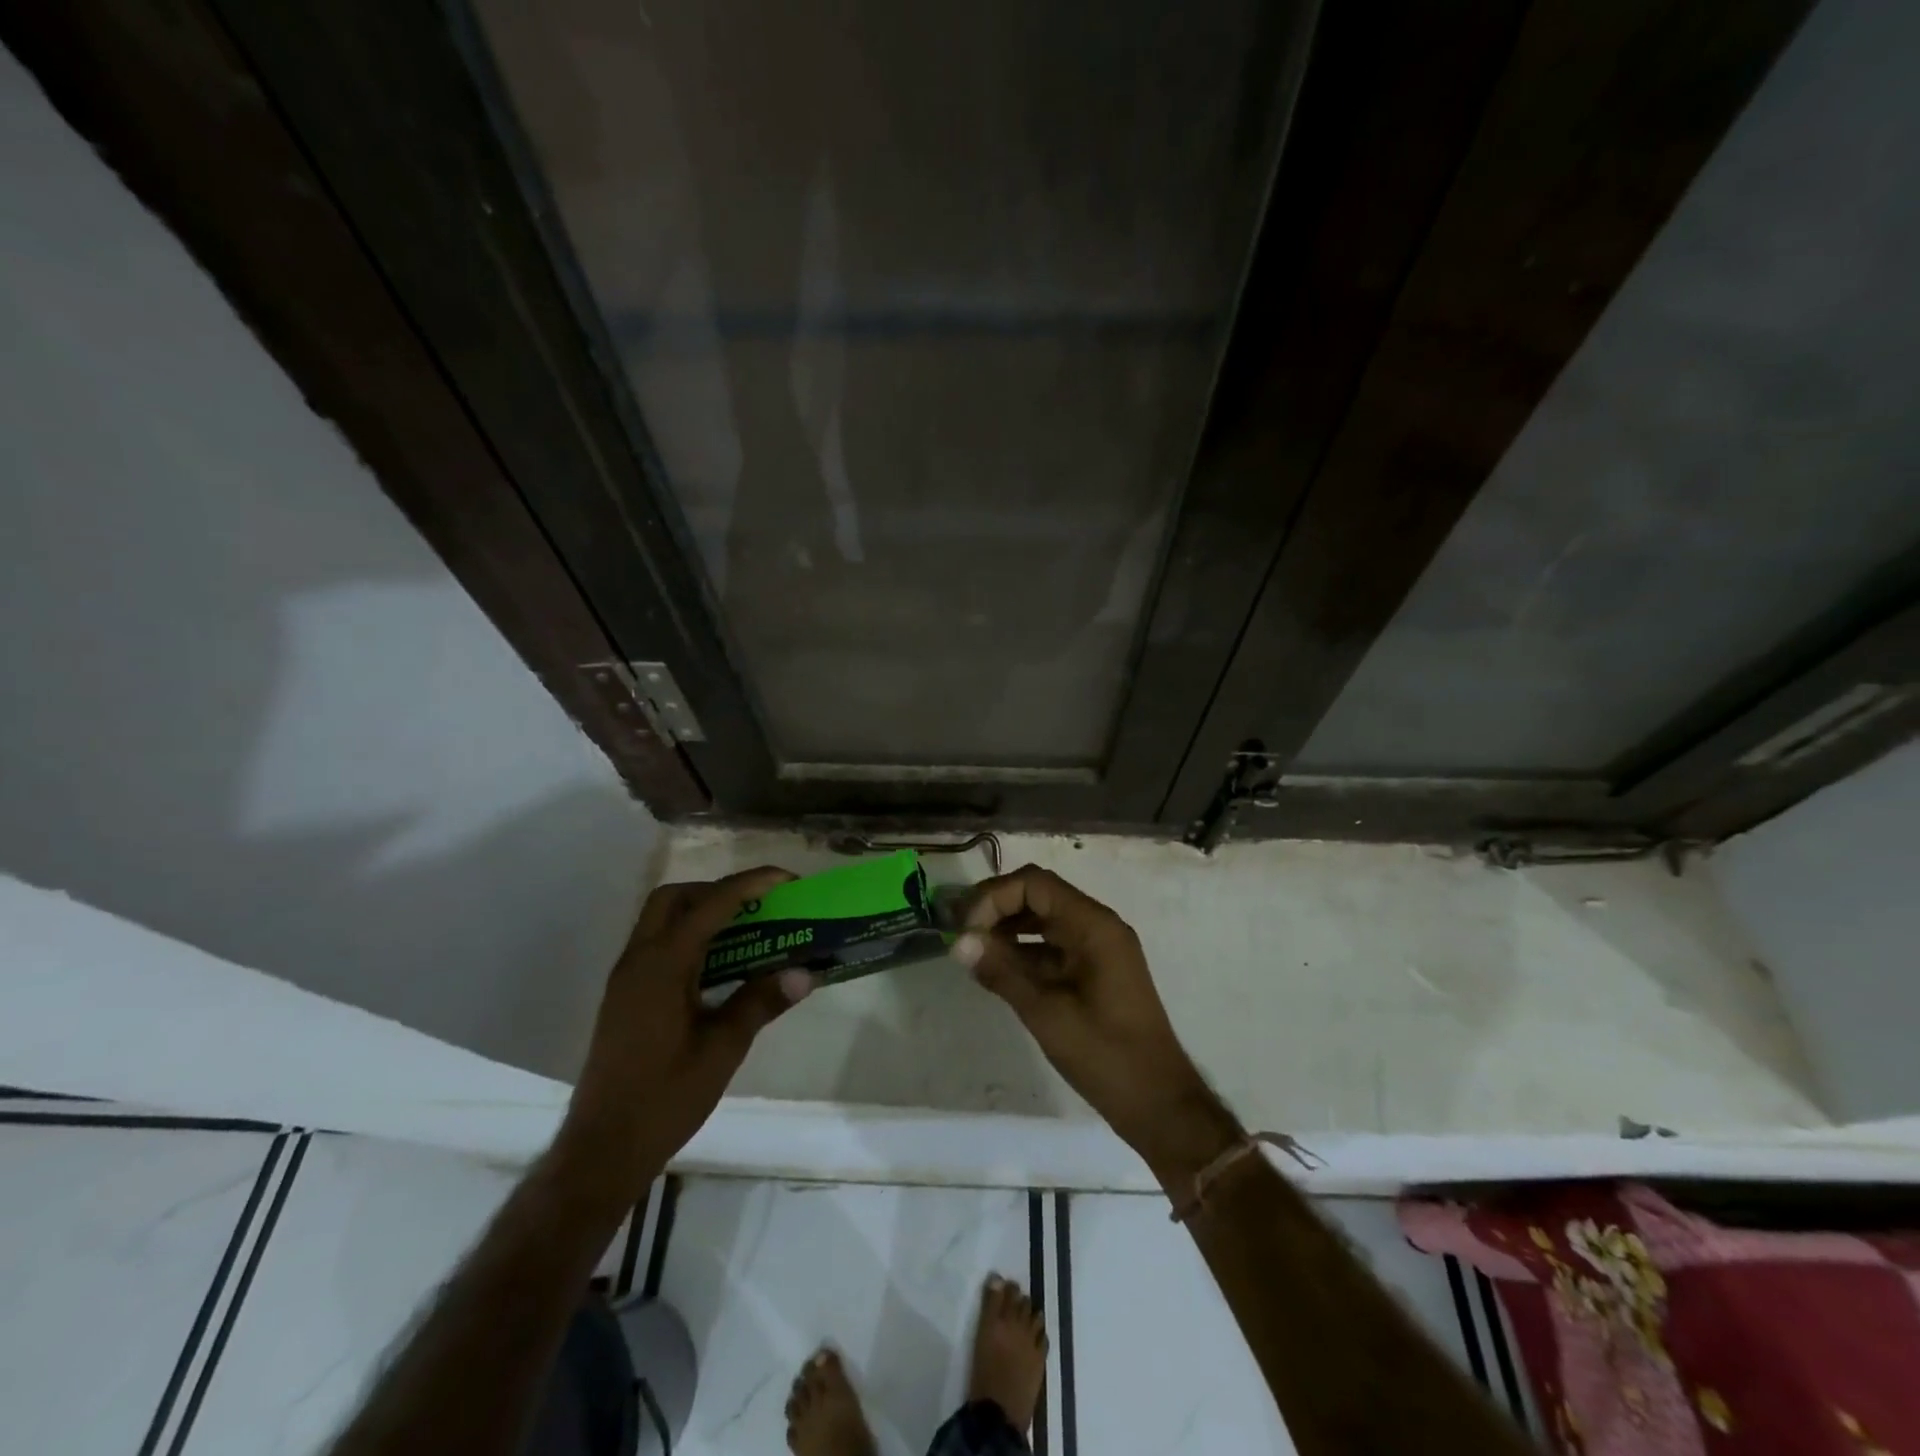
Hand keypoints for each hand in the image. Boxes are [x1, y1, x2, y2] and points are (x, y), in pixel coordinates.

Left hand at [558, 868, 812, 1204]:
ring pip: (661, 920)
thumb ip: (761, 1002)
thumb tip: (804, 973)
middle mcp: (638, 960)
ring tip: (746, 930)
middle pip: (675, 898)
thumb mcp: (722, 1049)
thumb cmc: (664, 1098)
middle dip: (718, 890)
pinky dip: (689, 938)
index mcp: (662, 965)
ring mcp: (626, 979)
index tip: (786, 880)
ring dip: (702, 912)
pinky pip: (658, 946)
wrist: (602, 1150)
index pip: (710, 904)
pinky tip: (718, 966)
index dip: (750, 884)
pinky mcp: (625, 998)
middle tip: (758, 905)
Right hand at [952, 866, 1240, 1184]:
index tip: (966, 929)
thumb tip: (958, 942)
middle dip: (997, 908)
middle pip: (1039, 895)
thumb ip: (1002, 971)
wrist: (1158, 1102)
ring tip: (971, 952)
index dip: (994, 897)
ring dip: (1007, 929)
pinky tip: (996, 970)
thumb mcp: (1046, 1013)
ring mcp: (1098, 948)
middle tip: (960, 934)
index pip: (1035, 884)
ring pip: (1044, 920)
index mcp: (1094, 925)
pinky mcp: (1095, 970)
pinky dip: (1024, 951)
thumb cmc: (1105, 1055)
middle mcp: (1098, 925)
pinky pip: (1053, 946)